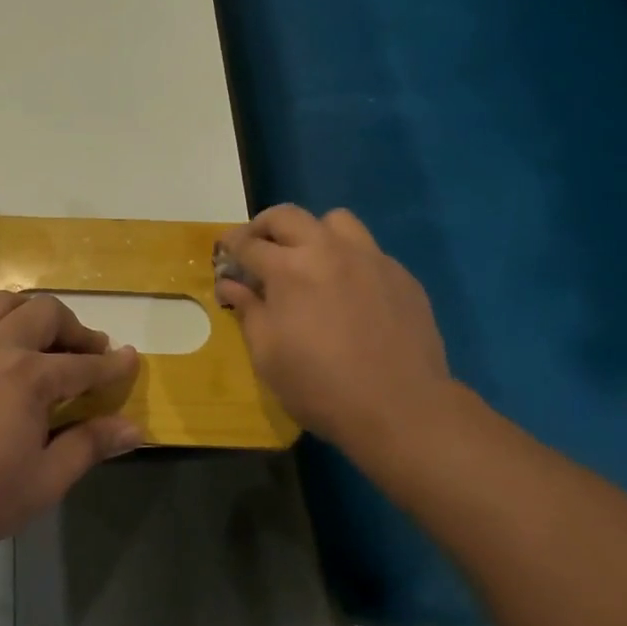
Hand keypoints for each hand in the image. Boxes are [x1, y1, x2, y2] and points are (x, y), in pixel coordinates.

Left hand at [0, 292, 141, 560]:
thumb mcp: (46, 479)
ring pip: (7, 303)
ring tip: (47, 341)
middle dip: (76, 330)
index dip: (113, 365)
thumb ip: (90, 444)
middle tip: (90, 354)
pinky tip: (0, 343)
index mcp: (28, 377)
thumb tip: (134, 428)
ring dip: (35, 314)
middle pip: (47, 314)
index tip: (132, 360)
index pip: (84, 364)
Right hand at [216, 205, 459, 454]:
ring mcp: (370, 258)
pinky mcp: (401, 275)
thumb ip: (247, 310)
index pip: (248, 243)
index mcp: (289, 269)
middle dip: (264, 227)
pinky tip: (349, 292)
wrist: (402, 409)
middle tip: (258, 249)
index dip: (230, 246)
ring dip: (313, 233)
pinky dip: (349, 260)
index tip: (224, 253)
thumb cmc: (320, 387)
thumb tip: (231, 285)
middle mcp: (328, 250)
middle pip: (288, 216)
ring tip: (309, 260)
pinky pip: (368, 251)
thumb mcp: (267, 355)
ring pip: (335, 221)